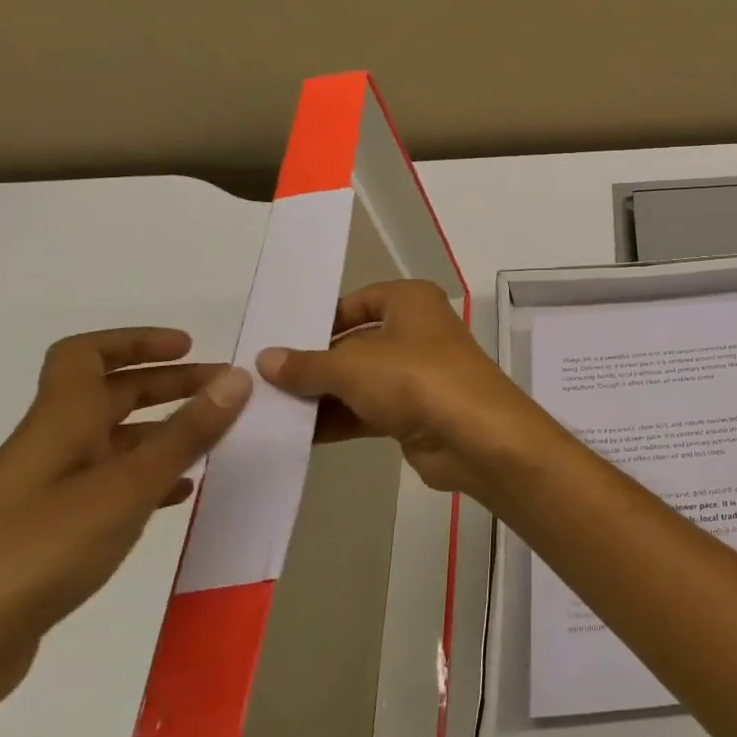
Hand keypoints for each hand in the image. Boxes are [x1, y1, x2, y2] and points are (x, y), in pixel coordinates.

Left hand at [0, 329, 249, 716]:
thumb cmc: (33, 552)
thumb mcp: (124, 488)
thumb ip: (186, 433)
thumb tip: (240, 376)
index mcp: (59, 424)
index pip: (85, 356)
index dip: (135, 341)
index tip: (189, 348)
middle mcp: (50, 450)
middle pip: (109, 397)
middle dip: (168, 386)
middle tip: (225, 393)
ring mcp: (45, 497)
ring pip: (112, 445)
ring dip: (164, 434)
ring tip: (215, 444)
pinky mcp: (46, 540)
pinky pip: (108, 490)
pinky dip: (149, 482)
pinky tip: (179, 498)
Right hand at [257, 280, 556, 503]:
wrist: (475, 435)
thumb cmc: (415, 378)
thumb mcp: (352, 365)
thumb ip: (307, 364)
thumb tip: (266, 359)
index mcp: (411, 301)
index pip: (359, 301)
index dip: (322, 319)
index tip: (281, 341)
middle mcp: (417, 331)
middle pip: (356, 342)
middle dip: (315, 363)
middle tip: (262, 381)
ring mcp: (418, 373)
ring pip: (361, 380)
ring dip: (322, 396)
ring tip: (268, 411)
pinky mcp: (416, 412)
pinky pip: (368, 410)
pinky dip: (338, 420)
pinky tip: (297, 435)